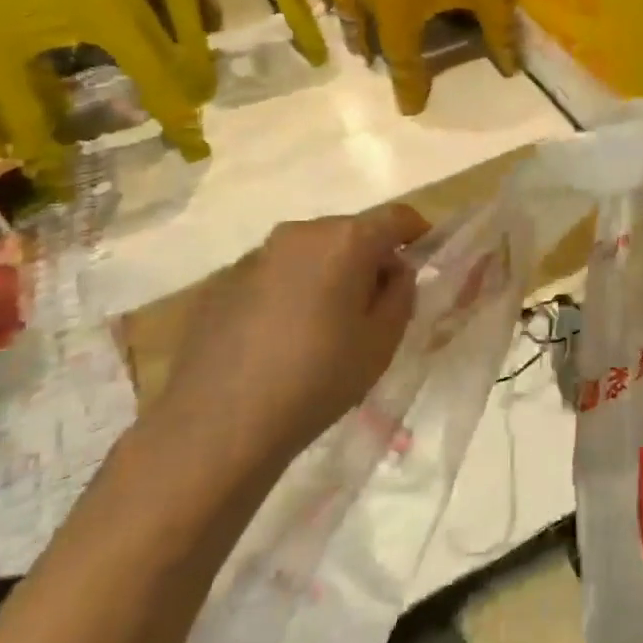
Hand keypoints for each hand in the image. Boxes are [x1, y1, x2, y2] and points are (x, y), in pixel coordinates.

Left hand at [150, 204, 429, 470]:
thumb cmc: (319, 378)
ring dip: (328, 274)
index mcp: (346, 240)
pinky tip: (283, 337)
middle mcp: (300, 233)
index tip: (424, 258)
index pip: (396, 217)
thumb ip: (400, 293)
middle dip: (369, 258)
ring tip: (326, 324)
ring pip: (310, 252)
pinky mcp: (222, 282)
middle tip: (375, 304)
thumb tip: (393, 271)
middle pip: (350, 232)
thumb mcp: (383, 341)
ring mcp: (256, 255)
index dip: (417, 232)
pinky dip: (291, 291)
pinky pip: (275, 274)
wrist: (218, 424)